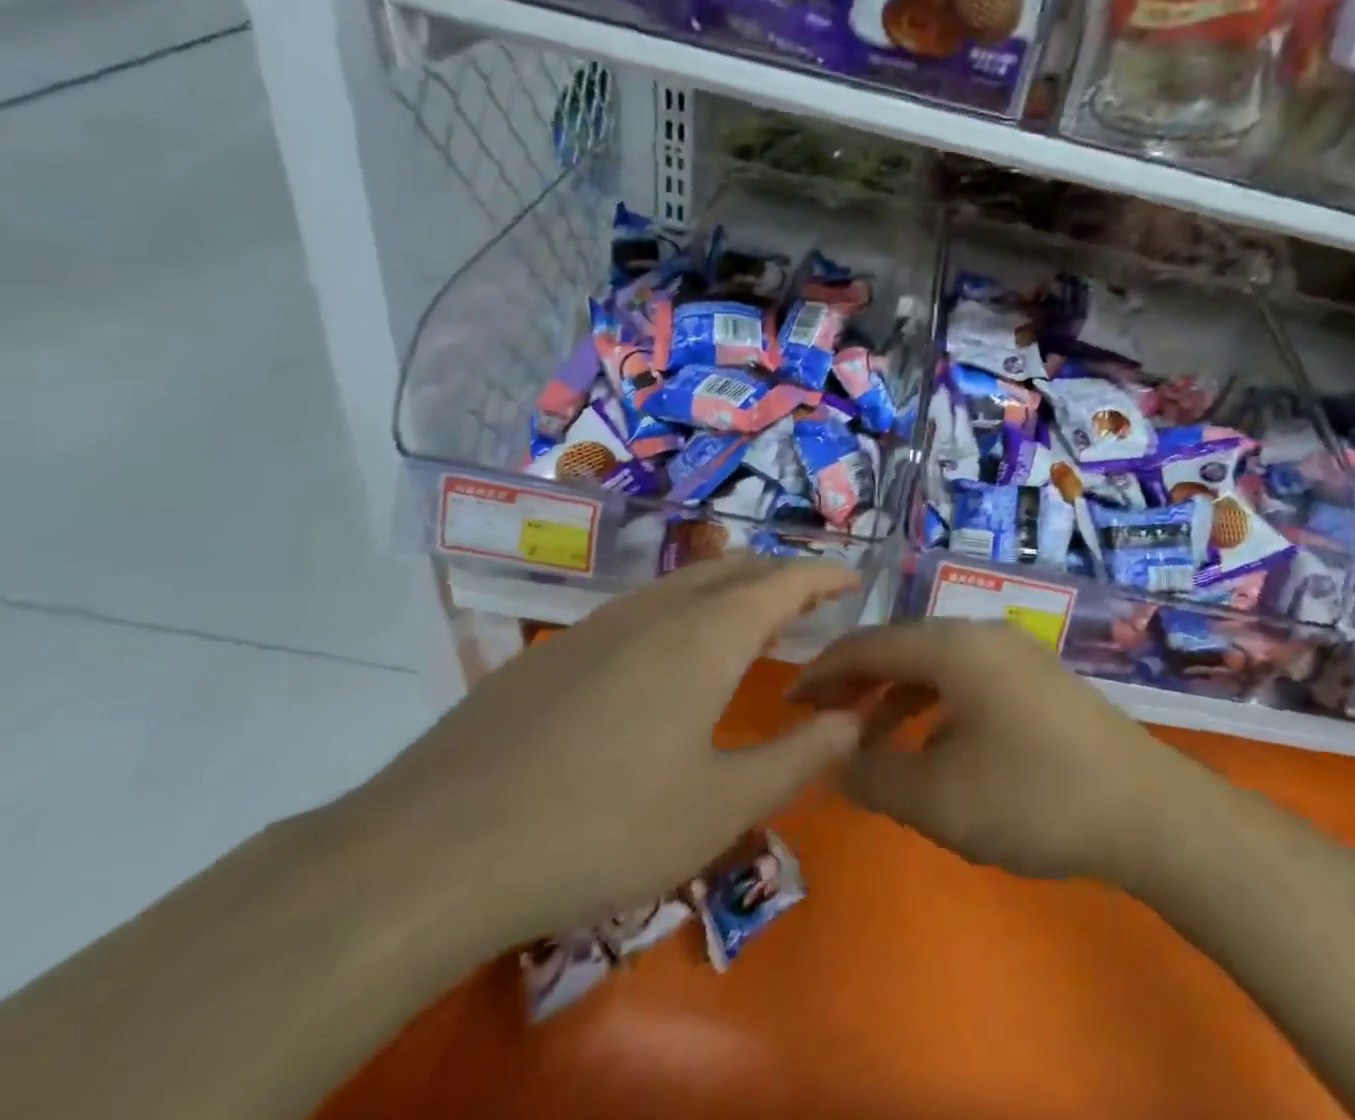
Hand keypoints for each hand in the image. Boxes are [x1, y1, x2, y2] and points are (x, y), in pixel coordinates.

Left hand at [353, 558, 862, 945]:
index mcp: (709, 635)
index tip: (853, 579)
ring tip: (750, 617)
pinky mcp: (554, 649)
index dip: (825, 575)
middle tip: (810, 601)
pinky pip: (641, 606)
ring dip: (729, 587)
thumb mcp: (721, 807)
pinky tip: (668, 653)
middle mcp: (658, 609)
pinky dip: (682, 609)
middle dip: (781, 575)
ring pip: (684, 582)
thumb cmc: (603, 827)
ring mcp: (599, 623)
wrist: (435, 850)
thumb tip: (852, 719)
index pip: (785, 581)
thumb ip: (799, 756)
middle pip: (735, 568)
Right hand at [790, 620, 1204, 885]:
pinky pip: (968, 680)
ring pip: (937, 665)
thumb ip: (874, 777)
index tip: (787, 701)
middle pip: (903, 647)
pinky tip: (930, 747)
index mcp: (953, 646)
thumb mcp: (938, 798)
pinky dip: (935, 706)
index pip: (870, 645)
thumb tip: (832, 761)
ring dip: (897, 697)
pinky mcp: (1037, 679)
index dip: (823, 672)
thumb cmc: (1031, 797)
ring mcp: (1015, 653)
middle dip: (857, 682)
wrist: (1143, 807)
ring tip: (866, 740)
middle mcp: (982, 634)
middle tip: (818, 719)